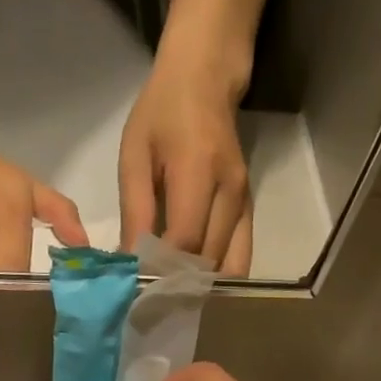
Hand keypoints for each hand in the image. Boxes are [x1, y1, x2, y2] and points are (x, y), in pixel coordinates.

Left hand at [119, 50, 252, 274]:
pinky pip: (240, 258)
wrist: (205, 79)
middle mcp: (230, 191)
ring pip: (228, 267)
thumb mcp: (135, 156)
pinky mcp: (249, 211)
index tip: (138, 288)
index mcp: (198, 170)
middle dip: (179, 285)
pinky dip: (217, 278)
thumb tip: (130, 264)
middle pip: (208, 260)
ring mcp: (245, 203)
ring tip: (172, 296)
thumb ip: (134, 212)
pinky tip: (193, 283)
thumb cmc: (161, 114)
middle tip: (152, 301)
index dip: (162, 269)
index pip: (184, 240)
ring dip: (201, 286)